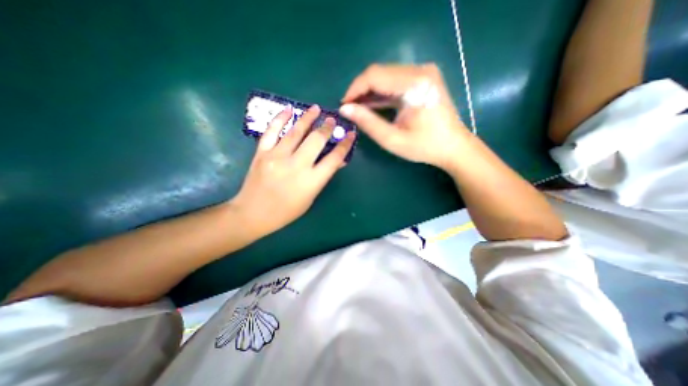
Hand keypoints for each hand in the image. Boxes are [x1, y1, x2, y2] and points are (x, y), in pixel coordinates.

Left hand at [233, 104, 353, 233]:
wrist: (253, 213)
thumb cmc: (286, 211)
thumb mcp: (311, 197)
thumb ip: (323, 177)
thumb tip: (338, 161)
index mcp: (311, 181)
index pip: (334, 159)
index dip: (345, 145)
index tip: (351, 135)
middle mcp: (296, 166)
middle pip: (316, 141)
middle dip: (327, 128)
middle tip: (332, 120)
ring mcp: (277, 157)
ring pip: (296, 132)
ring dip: (308, 118)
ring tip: (316, 109)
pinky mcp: (262, 153)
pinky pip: (272, 131)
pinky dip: (280, 118)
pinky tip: (288, 109)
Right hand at [340, 63, 470, 169]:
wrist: (453, 146)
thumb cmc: (424, 146)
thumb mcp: (392, 139)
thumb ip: (368, 122)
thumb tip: (345, 109)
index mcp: (414, 84)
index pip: (374, 76)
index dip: (354, 89)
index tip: (343, 105)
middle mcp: (420, 70)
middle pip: (379, 72)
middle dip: (360, 90)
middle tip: (349, 109)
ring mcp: (423, 72)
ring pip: (385, 75)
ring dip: (369, 91)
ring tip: (358, 108)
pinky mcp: (423, 78)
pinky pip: (394, 80)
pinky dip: (381, 92)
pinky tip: (372, 105)